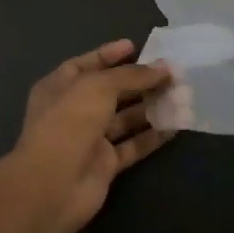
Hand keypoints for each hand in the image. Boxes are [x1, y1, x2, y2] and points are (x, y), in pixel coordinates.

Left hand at [2, 40, 180, 232]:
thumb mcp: (99, 86)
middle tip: (170, 74)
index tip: (136, 46)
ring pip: (124, 118)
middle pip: (110, 91)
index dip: (110, 55)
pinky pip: (133, 145)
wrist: (53, 185)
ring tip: (181, 96)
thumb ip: (131, 75)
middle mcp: (73, 110)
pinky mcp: (105, 164)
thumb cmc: (69, 122)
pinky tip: (175, 125)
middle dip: (139, 81)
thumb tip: (163, 68)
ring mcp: (89, 139)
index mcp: (60, 87)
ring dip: (150, 107)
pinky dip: (152, 136)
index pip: (87, 64)